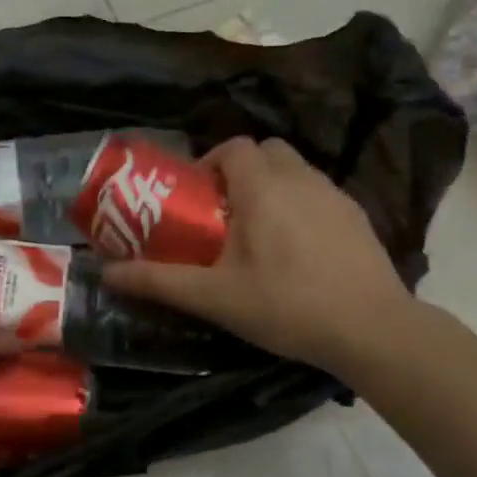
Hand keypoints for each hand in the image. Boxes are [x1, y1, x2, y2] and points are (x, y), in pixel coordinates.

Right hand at [105, 136, 416, 377]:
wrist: (370, 329)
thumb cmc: (285, 305)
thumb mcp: (213, 297)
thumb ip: (158, 281)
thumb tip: (107, 273)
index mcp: (263, 187)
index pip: (233, 146)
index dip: (210, 162)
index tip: (196, 196)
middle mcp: (302, 179)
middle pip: (266, 151)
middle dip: (240, 171)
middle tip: (223, 213)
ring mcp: (336, 195)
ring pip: (296, 171)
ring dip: (271, 187)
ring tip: (257, 233)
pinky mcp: (358, 216)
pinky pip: (319, 194)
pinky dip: (300, 206)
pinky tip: (296, 251)